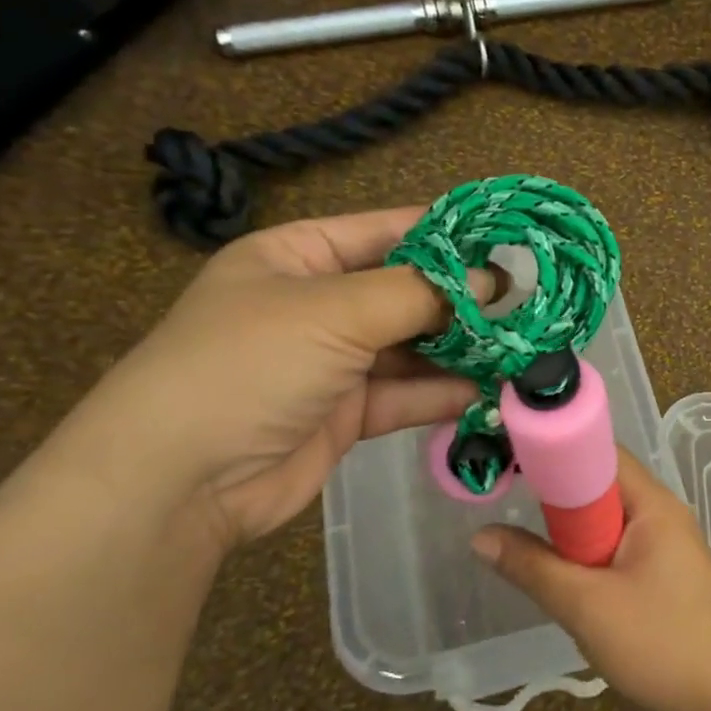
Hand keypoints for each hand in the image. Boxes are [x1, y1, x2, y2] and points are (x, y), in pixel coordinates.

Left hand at [66, 207, 488, 548]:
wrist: (180, 481)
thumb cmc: (250, 365)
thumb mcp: (335, 310)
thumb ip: (419, 293)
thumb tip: (493, 281)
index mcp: (299, 256)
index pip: (388, 230)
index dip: (450, 234)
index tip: (512, 241)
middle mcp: (318, 303)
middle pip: (406, 291)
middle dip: (465, 298)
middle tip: (531, 302)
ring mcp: (332, 361)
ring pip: (412, 346)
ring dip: (463, 348)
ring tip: (523, 345)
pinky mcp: (346, 413)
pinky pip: (406, 393)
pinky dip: (446, 392)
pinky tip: (493, 389)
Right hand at [470, 450, 710, 710]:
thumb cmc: (661, 643)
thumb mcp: (586, 606)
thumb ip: (532, 567)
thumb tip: (480, 536)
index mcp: (653, 504)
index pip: (599, 452)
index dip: (554, 451)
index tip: (507, 461)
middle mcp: (662, 514)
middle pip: (600, 486)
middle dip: (555, 499)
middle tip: (506, 507)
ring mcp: (666, 547)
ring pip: (605, 523)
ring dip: (570, 536)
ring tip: (527, 550)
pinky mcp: (665, 576)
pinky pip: (617, 550)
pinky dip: (588, 559)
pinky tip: (565, 583)